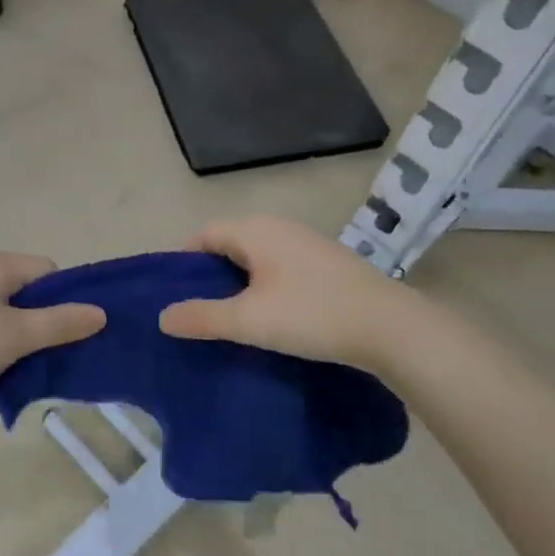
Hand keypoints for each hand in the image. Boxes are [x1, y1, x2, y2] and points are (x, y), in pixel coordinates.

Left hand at [0, 252, 106, 419]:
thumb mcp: (17, 335)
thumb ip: (61, 323)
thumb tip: (100, 313)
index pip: (48, 272)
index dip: (64, 301)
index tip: (67, 334)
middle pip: (28, 294)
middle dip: (42, 324)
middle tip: (49, 355)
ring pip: (7, 315)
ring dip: (19, 340)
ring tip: (23, 368)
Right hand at [158, 215, 420, 371]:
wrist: (392, 328)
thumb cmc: (312, 314)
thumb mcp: (248, 320)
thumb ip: (202, 317)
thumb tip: (162, 316)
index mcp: (255, 230)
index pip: (203, 235)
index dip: (183, 263)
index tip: (172, 296)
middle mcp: (279, 227)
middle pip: (229, 244)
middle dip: (209, 275)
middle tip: (195, 311)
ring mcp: (306, 244)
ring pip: (256, 258)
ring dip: (237, 283)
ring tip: (228, 319)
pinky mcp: (327, 264)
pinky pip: (280, 268)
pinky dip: (264, 287)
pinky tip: (268, 317)